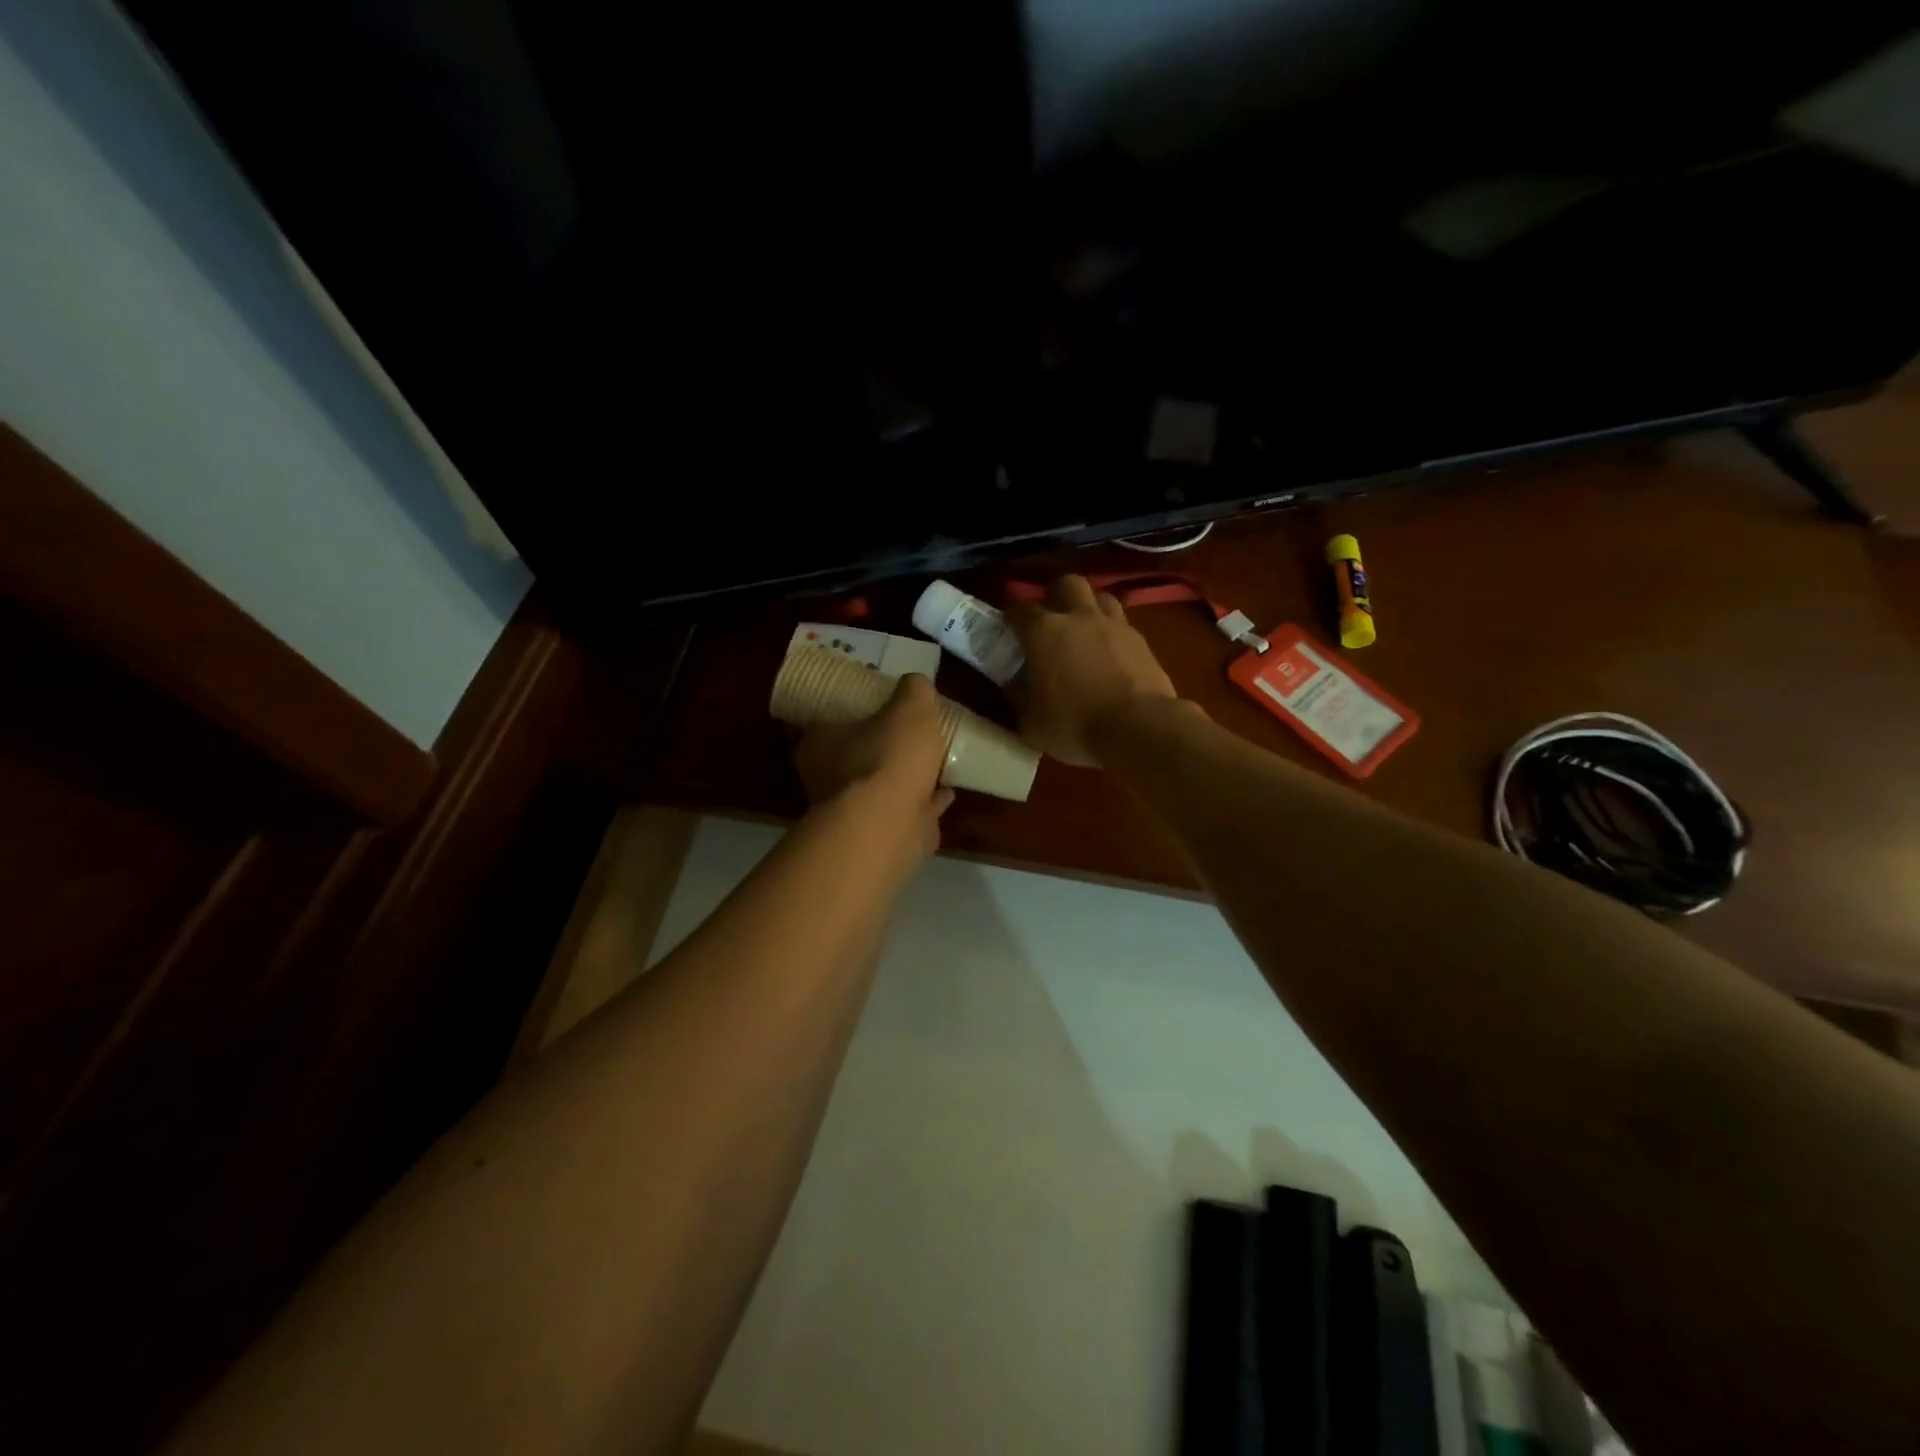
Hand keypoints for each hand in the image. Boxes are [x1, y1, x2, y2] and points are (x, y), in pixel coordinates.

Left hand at [793, 674, 954, 856]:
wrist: (890, 825)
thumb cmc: (886, 757)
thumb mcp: (908, 707)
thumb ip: (913, 691)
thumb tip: (916, 683)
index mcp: (818, 744)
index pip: (825, 723)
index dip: (850, 715)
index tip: (876, 709)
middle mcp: (826, 780)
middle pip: (852, 758)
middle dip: (879, 749)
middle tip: (907, 735)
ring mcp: (851, 813)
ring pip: (878, 789)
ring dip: (903, 779)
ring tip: (932, 763)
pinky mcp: (877, 837)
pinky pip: (905, 813)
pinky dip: (924, 804)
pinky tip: (946, 793)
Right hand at [1010, 575, 1177, 766]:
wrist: (1138, 728)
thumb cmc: (1075, 725)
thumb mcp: (1032, 723)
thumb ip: (1019, 698)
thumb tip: (1014, 685)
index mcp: (1043, 631)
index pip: (1019, 609)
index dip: (1011, 618)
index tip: (1008, 631)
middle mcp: (1078, 616)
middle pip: (1066, 584)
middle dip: (1056, 596)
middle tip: (1051, 620)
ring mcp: (1114, 625)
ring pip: (1100, 596)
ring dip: (1089, 608)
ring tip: (1084, 631)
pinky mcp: (1142, 640)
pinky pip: (1122, 625)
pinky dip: (1112, 634)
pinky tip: (1110, 655)